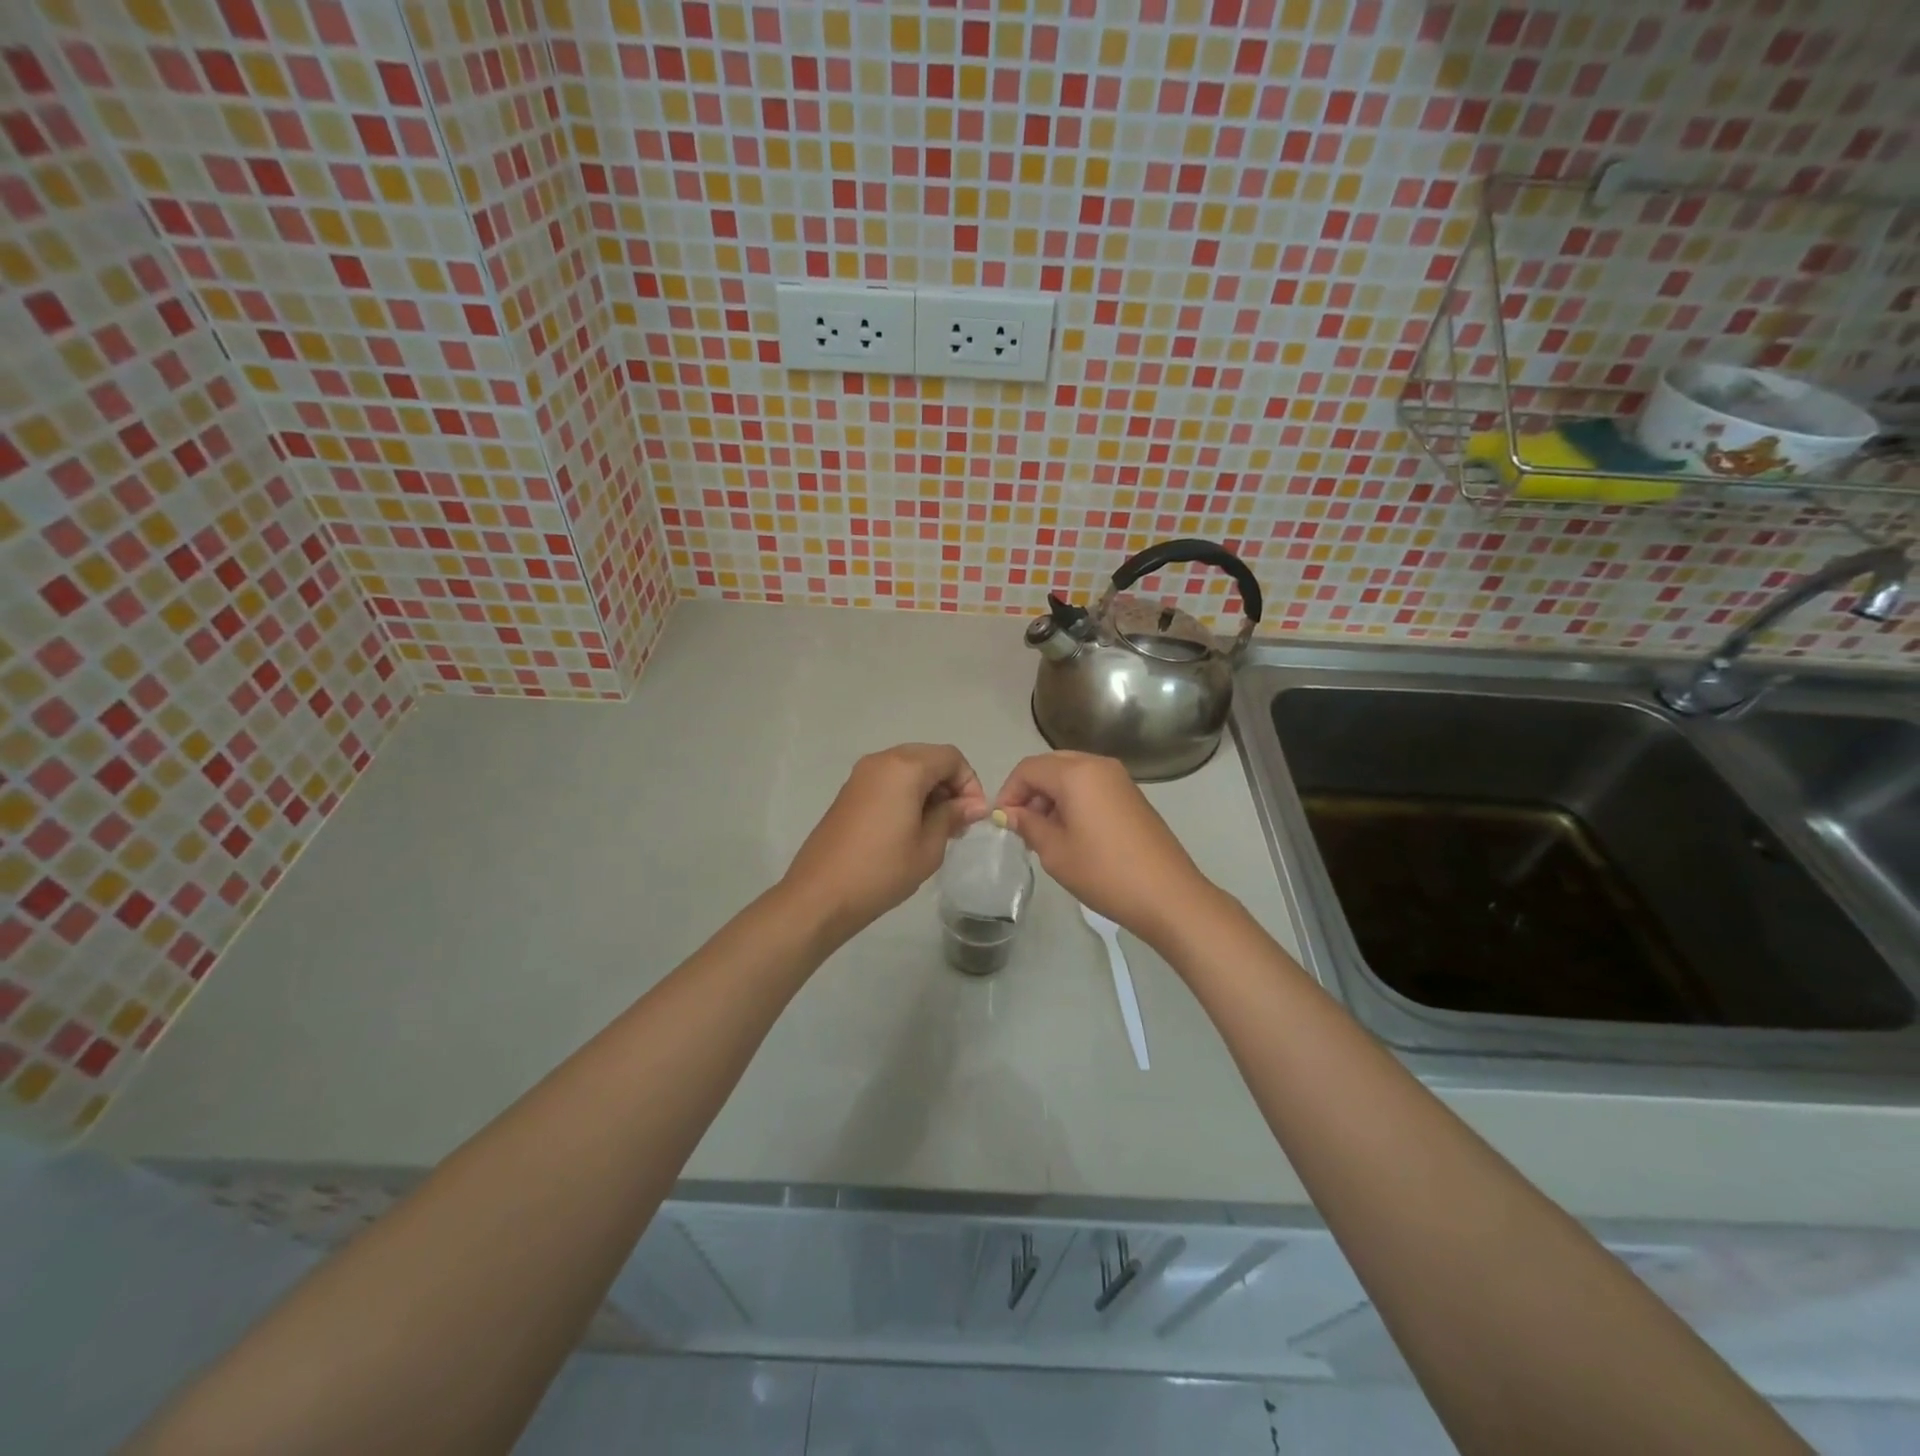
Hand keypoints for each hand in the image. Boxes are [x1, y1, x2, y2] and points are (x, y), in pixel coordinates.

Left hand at [782, 743, 988, 941]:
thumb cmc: (882, 870)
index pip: (951, 757)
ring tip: (935, 828)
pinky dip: (906, 794)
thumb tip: (974, 805)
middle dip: (949, 784)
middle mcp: (881, 760)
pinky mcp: (849, 792)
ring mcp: (861, 775)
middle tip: (958, 822)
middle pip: (929, 757)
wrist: (821, 894)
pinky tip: (909, 828)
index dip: (970, 783)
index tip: (973, 816)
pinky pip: (888, 780)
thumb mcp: (928, 846)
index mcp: (905, 767)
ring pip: (908, 768)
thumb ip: (952, 816)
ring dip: (928, 790)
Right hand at [994, 752, 1219, 951]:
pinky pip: (1092, 785)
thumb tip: (1007, 813)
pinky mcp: (1132, 795)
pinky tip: (1072, 833)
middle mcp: (1099, 765)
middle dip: (1030, 791)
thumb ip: (1027, 824)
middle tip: (1022, 826)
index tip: (1002, 823)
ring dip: (1051, 796)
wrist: (1168, 895)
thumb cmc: (1104, 872)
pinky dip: (1073, 800)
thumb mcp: (1055, 851)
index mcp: (1077, 773)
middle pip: (1051, 765)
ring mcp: (1120, 778)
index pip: (1028, 768)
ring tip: (1045, 834)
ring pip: (1072, 774)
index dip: (1008, 792)